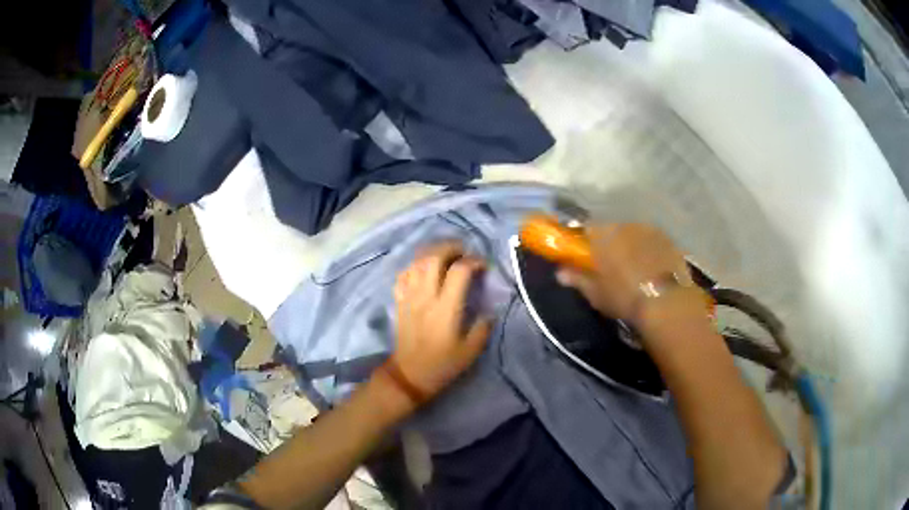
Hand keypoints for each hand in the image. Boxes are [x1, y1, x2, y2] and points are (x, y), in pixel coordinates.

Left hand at [390, 241, 491, 401]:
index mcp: (446, 309)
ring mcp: (409, 297)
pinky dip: (415, 265)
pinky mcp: (400, 301)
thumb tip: (490, 311)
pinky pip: (404, 274)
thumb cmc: (442, 365)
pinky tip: (424, 269)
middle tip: (465, 251)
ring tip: (446, 255)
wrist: (409, 375)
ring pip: (417, 262)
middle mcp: (426, 297)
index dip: (474, 262)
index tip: (483, 266)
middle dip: (451, 247)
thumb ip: (483, 328)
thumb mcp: (471, 352)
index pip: (459, 271)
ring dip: (433, 252)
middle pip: (434, 257)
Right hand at [556, 223, 705, 334]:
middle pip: (611, 229)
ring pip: (633, 233)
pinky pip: (652, 240)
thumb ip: (577, 279)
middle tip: (610, 265)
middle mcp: (624, 224)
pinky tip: (652, 268)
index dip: (584, 242)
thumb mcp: (596, 294)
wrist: (666, 302)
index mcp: (603, 235)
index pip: (586, 229)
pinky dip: (649, 250)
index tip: (585, 257)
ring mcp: (649, 229)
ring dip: (630, 245)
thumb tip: (560, 273)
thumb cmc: (625, 298)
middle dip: (609, 243)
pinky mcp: (668, 238)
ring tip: (634, 268)